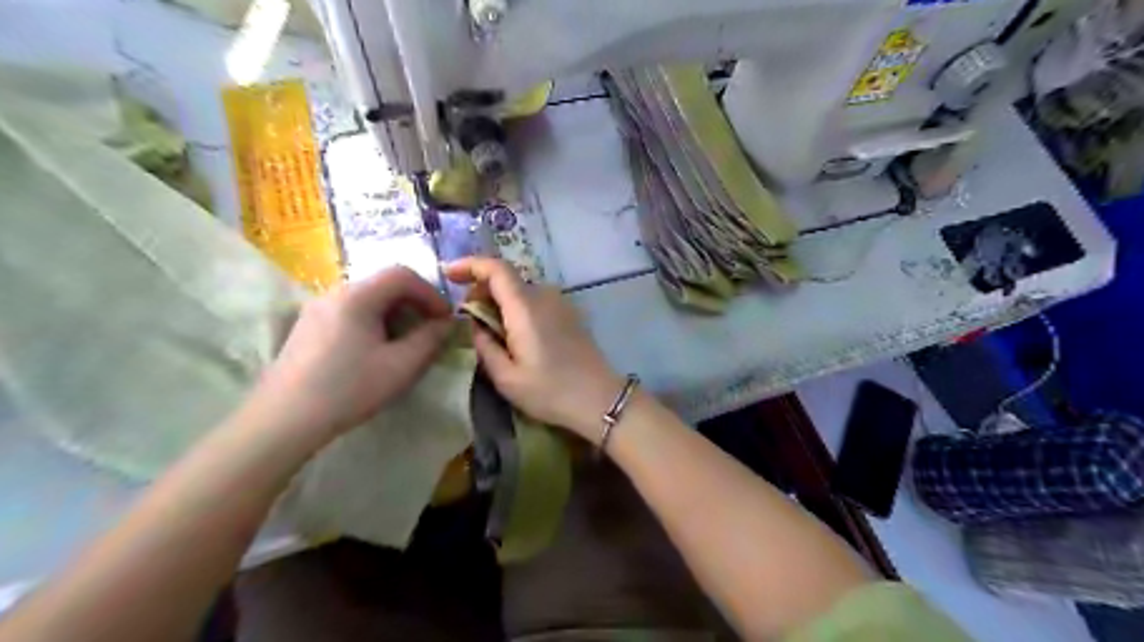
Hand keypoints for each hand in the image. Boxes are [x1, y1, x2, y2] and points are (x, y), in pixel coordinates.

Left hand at [254, 267, 450, 440]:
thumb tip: (446, 323)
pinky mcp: (307, 326)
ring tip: (406, 341)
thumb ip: (430, 339)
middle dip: (414, 303)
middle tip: (429, 330)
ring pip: (367, 298)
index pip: (402, 275)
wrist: (283, 420)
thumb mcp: (401, 366)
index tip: (445, 319)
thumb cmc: (349, 389)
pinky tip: (375, 349)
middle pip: (383, 283)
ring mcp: (316, 308)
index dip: (431, 293)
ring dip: (394, 313)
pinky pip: (349, 311)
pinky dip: (373, 320)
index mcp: (357, 296)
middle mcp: (334, 293)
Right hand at [446, 256, 625, 441]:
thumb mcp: (506, 377)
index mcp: (525, 306)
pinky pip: (535, 300)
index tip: (448, 274)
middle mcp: (544, 295)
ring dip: (499, 301)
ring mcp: (560, 302)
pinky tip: (514, 334)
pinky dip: (517, 307)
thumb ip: (483, 345)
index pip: (495, 268)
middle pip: (506, 278)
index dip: (469, 265)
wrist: (600, 398)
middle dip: (481, 289)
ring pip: (520, 290)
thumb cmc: (550, 391)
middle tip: (467, 318)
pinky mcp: (569, 313)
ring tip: (489, 331)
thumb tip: (472, 324)